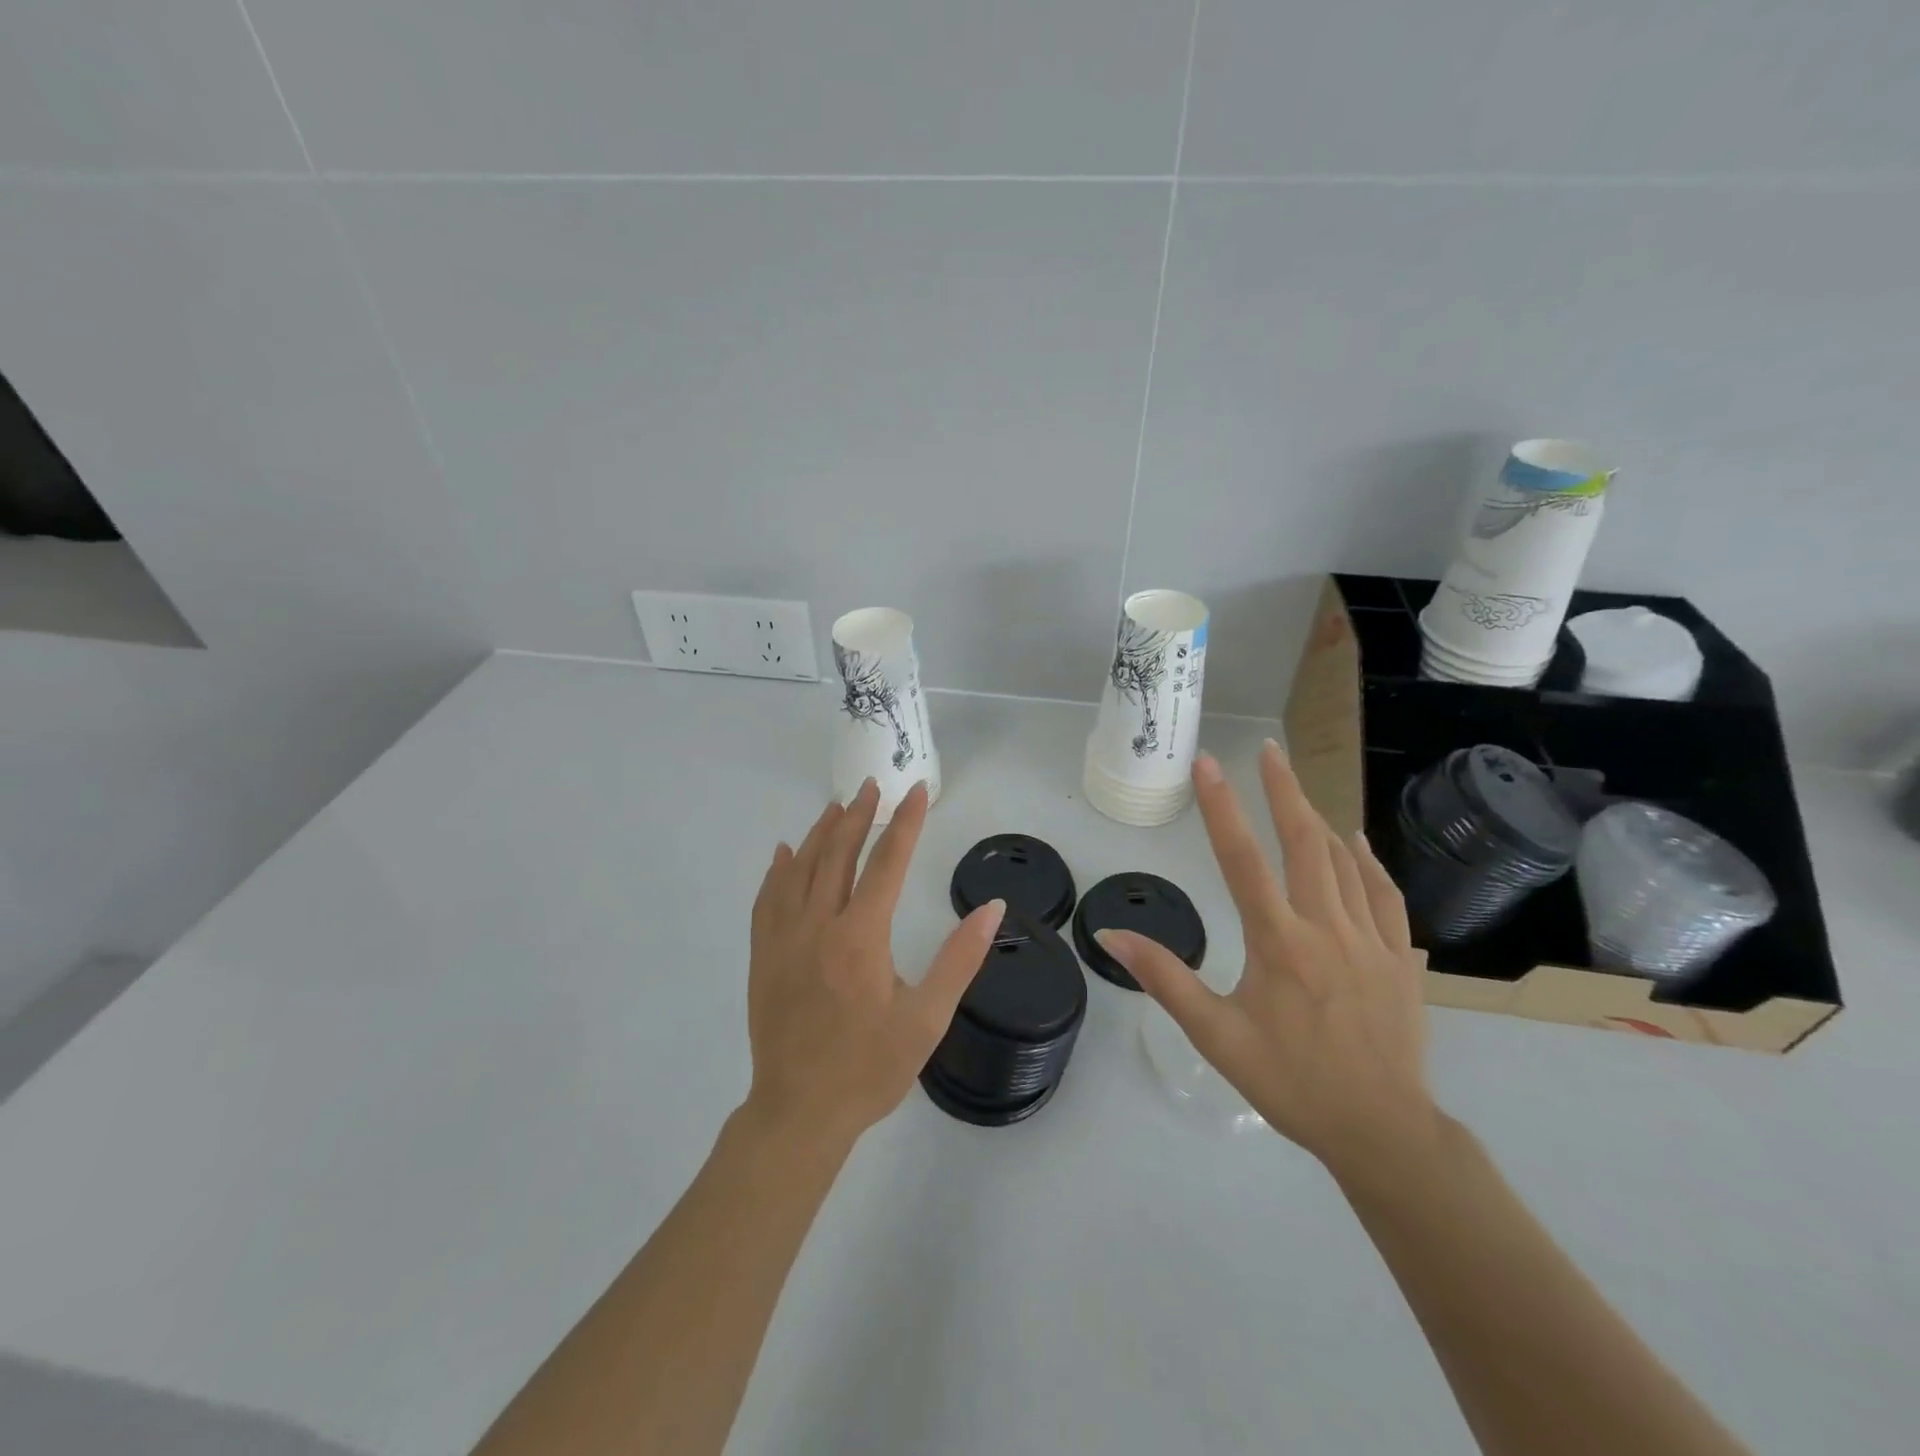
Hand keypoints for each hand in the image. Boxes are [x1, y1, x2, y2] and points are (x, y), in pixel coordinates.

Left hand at [744, 778, 1006, 1151]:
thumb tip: (993, 908)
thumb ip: (960, 959)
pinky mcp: (762, 956)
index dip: (905, 823)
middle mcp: (818, 925)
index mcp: (860, 936)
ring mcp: (783, 939)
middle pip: (838, 854)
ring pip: (800, 869)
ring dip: (820, 833)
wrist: (799, 1113)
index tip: (917, 790)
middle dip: (859, 815)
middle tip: (874, 786)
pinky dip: (777, 870)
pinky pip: (767, 899)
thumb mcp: (927, 1018)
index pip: (887, 863)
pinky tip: (784, 853)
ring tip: (837, 806)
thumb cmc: (870, 1068)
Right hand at [1099, 741, 1437, 1184]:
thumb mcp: (1215, 1035)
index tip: (1208, 763)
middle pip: (1304, 842)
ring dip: (1317, 818)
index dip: (1221, 806)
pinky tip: (1355, 842)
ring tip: (1296, 788)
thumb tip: (1113, 933)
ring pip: (1343, 862)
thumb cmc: (1289, 1082)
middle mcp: (1325, 926)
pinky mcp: (1399, 958)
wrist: (1381, 1130)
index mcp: (1278, 941)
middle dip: (1284, 790)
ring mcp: (1369, 939)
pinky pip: (1383, 894)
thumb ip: (1165, 978)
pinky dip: (1366, 861)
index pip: (1242, 859)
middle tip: (1268, 749)